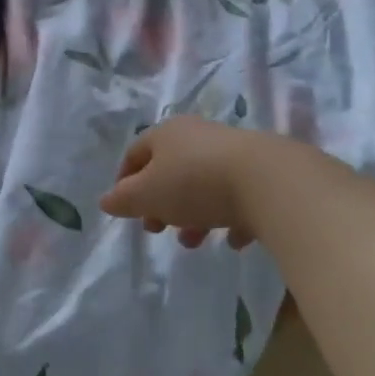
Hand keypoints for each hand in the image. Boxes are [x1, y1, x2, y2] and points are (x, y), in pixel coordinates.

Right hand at [100, 117, 262, 248]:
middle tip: (157, 228)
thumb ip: (123, 200)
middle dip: (160, 203)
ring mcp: (232, 152)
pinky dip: (230, 218)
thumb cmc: (194, 183)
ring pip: (203, 185)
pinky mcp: (262, 172)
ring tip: (194, 242)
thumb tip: (106, 201)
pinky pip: (238, 197)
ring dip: (193, 214)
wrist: (268, 180)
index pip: (135, 153)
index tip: (124, 209)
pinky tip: (233, 240)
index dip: (124, 181)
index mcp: (166, 134)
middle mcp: (197, 136)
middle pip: (170, 169)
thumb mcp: (147, 195)